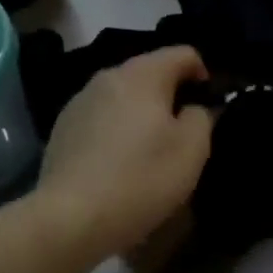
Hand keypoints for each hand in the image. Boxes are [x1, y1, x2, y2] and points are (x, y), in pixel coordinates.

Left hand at [38, 46, 214, 258]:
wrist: (70, 219)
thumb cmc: (141, 178)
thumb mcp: (192, 150)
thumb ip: (202, 117)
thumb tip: (194, 108)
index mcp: (143, 74)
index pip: (183, 53)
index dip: (204, 74)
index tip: (211, 106)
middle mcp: (108, 76)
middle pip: (150, 72)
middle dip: (171, 95)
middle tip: (184, 132)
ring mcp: (79, 101)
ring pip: (123, 96)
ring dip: (142, 113)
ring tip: (150, 150)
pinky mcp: (61, 129)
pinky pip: (101, 118)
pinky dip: (116, 130)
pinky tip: (118, 163)